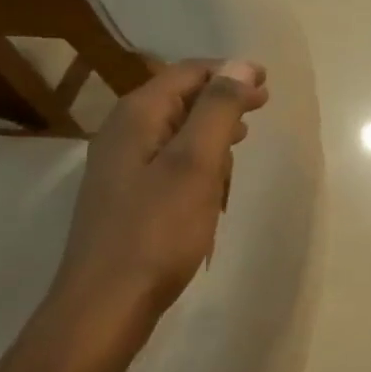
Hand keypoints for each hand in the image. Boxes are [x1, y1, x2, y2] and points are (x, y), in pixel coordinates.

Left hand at [50, 59, 268, 320]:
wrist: (105, 306)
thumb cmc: (156, 232)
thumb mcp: (195, 165)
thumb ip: (218, 110)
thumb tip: (239, 64)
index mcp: (136, 117)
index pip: (185, 74)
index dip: (227, 72)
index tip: (265, 80)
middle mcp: (121, 134)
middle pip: (178, 100)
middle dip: (221, 100)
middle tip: (260, 106)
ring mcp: (120, 170)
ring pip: (174, 134)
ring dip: (210, 133)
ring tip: (241, 141)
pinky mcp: (126, 200)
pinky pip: (167, 165)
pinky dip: (195, 164)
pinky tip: (212, 185)